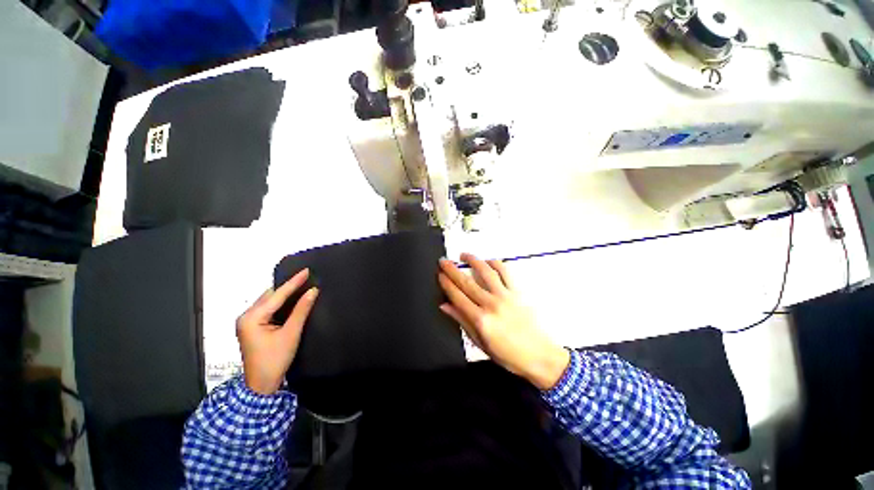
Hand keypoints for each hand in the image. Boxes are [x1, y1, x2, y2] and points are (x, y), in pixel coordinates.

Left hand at [236, 269, 318, 394]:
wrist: (261, 385)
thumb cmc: (275, 360)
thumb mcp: (291, 334)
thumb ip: (301, 310)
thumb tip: (313, 291)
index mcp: (251, 318)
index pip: (277, 295)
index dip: (293, 282)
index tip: (306, 271)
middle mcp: (246, 317)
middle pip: (270, 296)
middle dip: (288, 287)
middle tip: (306, 276)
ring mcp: (247, 322)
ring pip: (269, 301)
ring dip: (284, 294)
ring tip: (301, 284)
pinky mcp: (252, 327)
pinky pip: (268, 308)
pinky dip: (280, 303)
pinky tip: (292, 299)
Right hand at [438, 254, 569, 390]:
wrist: (540, 356)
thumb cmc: (508, 355)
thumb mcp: (480, 343)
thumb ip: (462, 321)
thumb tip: (445, 305)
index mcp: (480, 320)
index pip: (458, 297)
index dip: (447, 284)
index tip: (440, 274)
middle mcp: (491, 304)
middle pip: (467, 283)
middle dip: (452, 270)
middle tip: (443, 261)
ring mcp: (506, 296)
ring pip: (486, 272)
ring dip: (473, 261)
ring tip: (463, 255)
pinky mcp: (518, 292)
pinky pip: (506, 273)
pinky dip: (495, 263)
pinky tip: (487, 260)